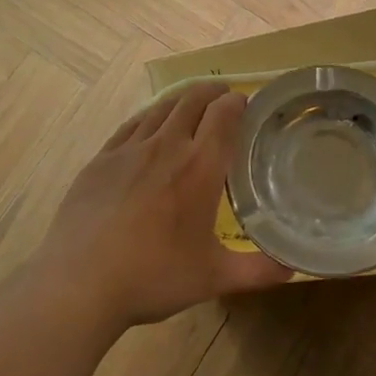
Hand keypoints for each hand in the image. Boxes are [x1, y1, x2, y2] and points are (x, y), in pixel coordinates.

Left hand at [38, 82, 291, 330]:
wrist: (80, 283)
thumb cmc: (154, 277)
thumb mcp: (214, 277)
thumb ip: (258, 270)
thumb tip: (295, 268)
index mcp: (200, 167)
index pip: (224, 115)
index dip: (237, 102)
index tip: (246, 103)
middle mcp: (166, 146)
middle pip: (192, 100)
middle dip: (212, 92)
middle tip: (223, 97)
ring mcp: (128, 149)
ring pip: (160, 108)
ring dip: (181, 100)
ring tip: (190, 105)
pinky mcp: (100, 159)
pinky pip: (130, 125)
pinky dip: (148, 117)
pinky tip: (148, 125)